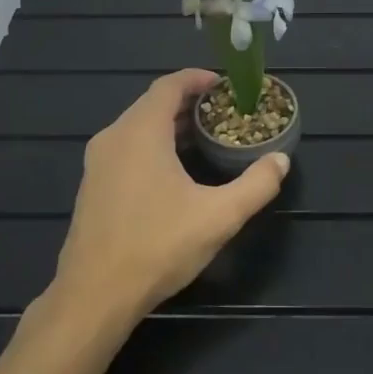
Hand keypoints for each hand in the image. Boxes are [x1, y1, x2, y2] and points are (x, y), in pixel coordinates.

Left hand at [50, 69, 289, 320]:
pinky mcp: (92, 185)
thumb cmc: (158, 246)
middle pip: (152, 103)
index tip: (224, 84)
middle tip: (222, 112)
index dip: (197, 78)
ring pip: (137, 126)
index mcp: (141, 132)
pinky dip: (152, 144)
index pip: (169, 85)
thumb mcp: (219, 216)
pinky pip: (126, 147)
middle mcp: (114, 137)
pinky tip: (173, 169)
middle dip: (188, 102)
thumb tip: (280, 160)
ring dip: (170, 124)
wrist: (94, 295)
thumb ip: (255, 185)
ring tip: (204, 137)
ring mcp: (97, 162)